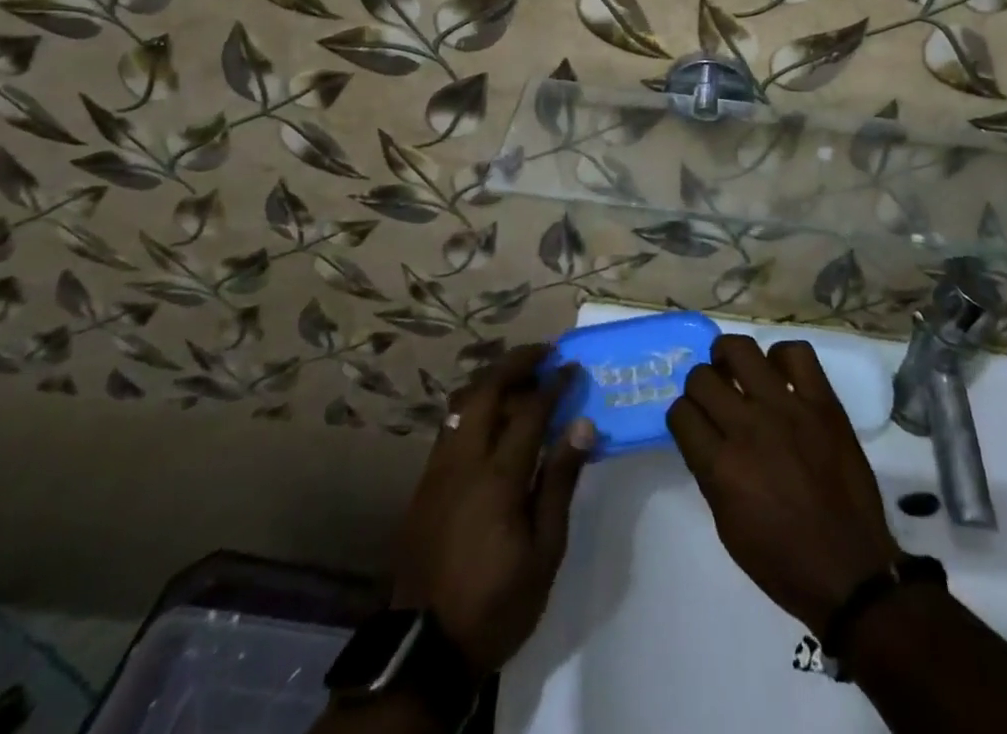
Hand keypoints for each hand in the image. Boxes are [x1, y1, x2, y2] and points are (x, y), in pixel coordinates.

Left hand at [391, 344, 594, 675]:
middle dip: (517, 362)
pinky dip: (474, 407)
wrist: (425, 653)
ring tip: (521, 378)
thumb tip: (582, 425)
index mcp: (497, 477)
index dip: (554, 383)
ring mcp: (437, 470)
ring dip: (493, 380)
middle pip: (486, 390)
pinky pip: (450, 426)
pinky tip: (493, 420)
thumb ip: (561, 481)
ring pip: (461, 403)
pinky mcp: (424, 485)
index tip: (573, 367)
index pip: (529, 410)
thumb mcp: (545, 551)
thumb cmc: (497, 602)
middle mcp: (463, 461)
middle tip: (545, 353)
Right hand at [669, 335, 900, 633]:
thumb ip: (710, 471)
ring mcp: (787, 408)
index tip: (693, 422)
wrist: (849, 569)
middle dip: (701, 385)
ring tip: (737, 369)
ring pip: (741, 349)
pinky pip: (796, 353)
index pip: (680, 413)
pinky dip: (782, 357)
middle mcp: (748, 427)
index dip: (683, 416)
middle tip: (715, 396)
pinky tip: (780, 375)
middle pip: (702, 377)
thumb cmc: (781, 559)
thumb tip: (706, 434)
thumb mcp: (727, 524)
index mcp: (721, 467)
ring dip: (730, 357)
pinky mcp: (822, 402)